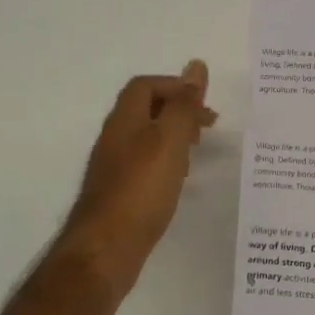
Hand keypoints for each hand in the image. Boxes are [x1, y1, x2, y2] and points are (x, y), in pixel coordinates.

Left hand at [60, 61, 216, 304]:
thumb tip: (196, 65)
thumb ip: (184, 105)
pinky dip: (166, 162)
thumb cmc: (141, 189)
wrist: (106, 249)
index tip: (204, 103)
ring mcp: (114, 167)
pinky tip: (178, 180)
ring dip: (173, 136)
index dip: (175, 86)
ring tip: (198, 150)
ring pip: (146, 138)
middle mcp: (115, 138)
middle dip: (178, 110)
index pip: (146, 86)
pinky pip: (145, 164)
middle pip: (145, 110)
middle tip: (208, 126)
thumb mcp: (170, 140)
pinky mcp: (119, 193)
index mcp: (125, 120)